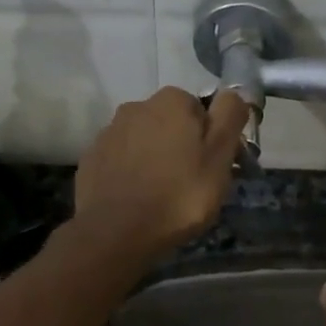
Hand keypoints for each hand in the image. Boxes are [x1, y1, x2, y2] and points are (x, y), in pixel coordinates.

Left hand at [73, 88, 249, 261]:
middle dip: (181, 146)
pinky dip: (131, 173)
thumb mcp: (219, 156)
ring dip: (155, 158)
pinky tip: (137, 198)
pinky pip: (121, 160)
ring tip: (162, 193)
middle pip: (171, 123)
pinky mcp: (91, 158)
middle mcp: (137, 106)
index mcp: (172, 101)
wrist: (116, 233)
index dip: (211, 138)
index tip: (213, 166)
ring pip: (144, 140)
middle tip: (191, 182)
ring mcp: (109, 132)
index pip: (202, 110)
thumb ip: (230, 117)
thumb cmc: (179, 194)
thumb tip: (234, 92)